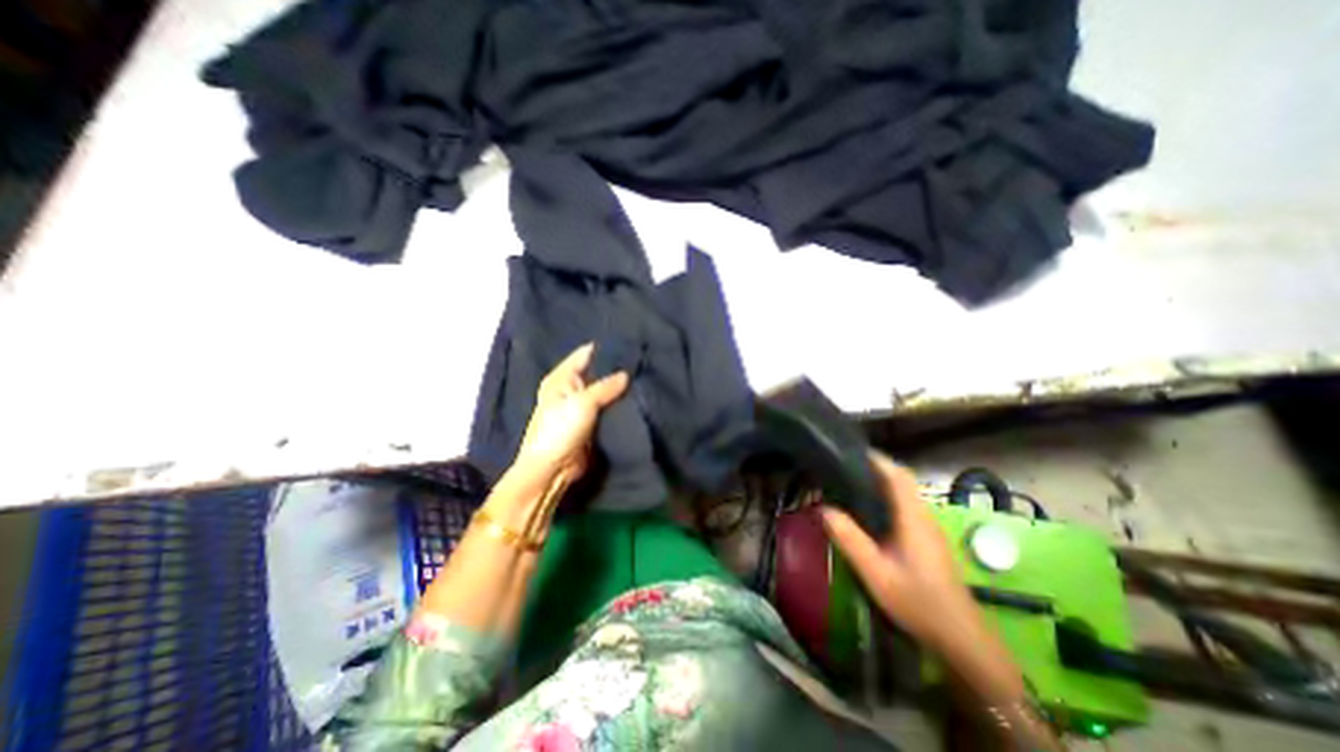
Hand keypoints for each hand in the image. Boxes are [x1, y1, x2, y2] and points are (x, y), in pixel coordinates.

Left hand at [518, 345, 633, 478]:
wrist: (553, 469)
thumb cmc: (559, 430)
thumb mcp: (583, 403)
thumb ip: (606, 387)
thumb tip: (626, 374)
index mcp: (561, 378)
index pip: (585, 354)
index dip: (605, 349)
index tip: (630, 343)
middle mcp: (571, 388)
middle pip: (597, 373)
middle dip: (616, 369)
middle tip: (642, 361)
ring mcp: (582, 407)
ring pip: (605, 392)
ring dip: (619, 389)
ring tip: (644, 376)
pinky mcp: (592, 423)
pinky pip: (608, 409)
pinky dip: (619, 405)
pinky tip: (637, 398)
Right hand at [817, 453, 975, 650]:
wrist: (961, 638)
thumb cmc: (918, 602)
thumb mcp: (875, 572)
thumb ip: (849, 538)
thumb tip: (823, 508)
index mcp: (913, 517)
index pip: (897, 475)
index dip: (876, 459)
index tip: (850, 450)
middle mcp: (924, 515)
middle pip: (902, 479)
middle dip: (876, 467)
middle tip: (843, 465)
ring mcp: (928, 527)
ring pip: (905, 492)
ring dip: (881, 481)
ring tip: (850, 481)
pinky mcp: (927, 538)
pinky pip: (905, 505)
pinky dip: (886, 496)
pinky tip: (868, 509)